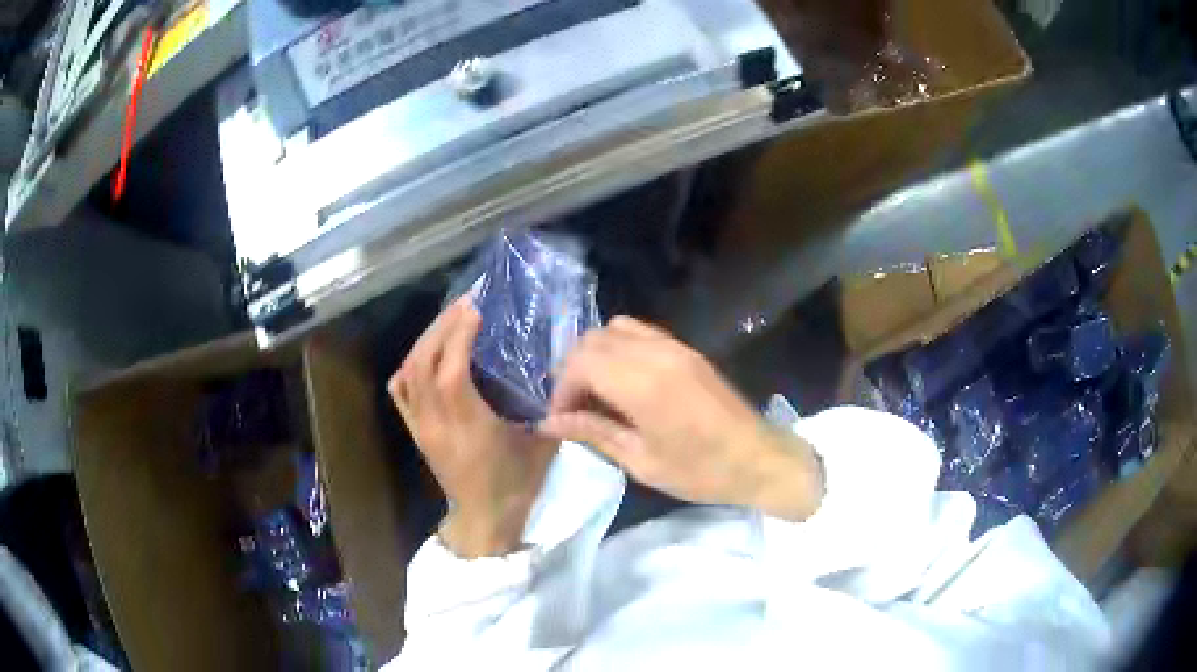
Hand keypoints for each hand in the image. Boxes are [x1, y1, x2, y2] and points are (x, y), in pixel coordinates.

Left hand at [389, 297, 557, 557]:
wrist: (485, 520)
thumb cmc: (517, 484)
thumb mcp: (543, 446)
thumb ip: (549, 407)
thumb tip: (558, 367)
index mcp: (469, 428)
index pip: (451, 373)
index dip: (460, 336)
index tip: (477, 309)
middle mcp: (437, 423)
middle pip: (424, 364)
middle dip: (442, 327)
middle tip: (465, 303)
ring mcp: (421, 427)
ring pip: (409, 372)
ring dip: (427, 339)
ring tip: (449, 320)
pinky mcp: (415, 431)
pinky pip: (401, 390)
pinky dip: (410, 364)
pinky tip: (427, 352)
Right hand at [538, 317, 822, 520]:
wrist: (759, 458)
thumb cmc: (701, 471)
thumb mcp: (642, 462)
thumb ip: (594, 433)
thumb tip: (549, 424)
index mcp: (644, 384)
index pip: (581, 363)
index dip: (562, 389)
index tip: (561, 420)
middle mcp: (656, 353)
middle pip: (592, 339)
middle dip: (573, 371)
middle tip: (574, 409)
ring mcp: (674, 346)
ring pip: (614, 329)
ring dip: (595, 356)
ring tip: (595, 394)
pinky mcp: (686, 348)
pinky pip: (640, 332)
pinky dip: (619, 349)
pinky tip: (623, 382)